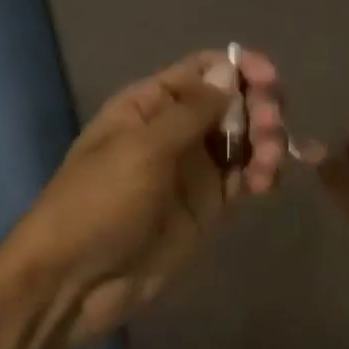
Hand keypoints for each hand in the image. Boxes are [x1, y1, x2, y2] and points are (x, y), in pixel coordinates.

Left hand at [0, 47, 286, 344]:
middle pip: (231, 101)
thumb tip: (228, 71)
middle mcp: (175, 129)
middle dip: (259, 106)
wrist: (76, 281)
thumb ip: (190, 111)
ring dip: (266, 141)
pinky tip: (266, 183)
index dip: (239, 67)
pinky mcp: (208, 206)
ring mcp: (193, 169)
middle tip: (272, 127)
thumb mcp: (141, 149)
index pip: (202, 69)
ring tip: (268, 164)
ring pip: (245, 139)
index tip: (269, 78)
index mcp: (149, 104)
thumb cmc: (99, 203)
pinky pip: (245, 177)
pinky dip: (263, 173)